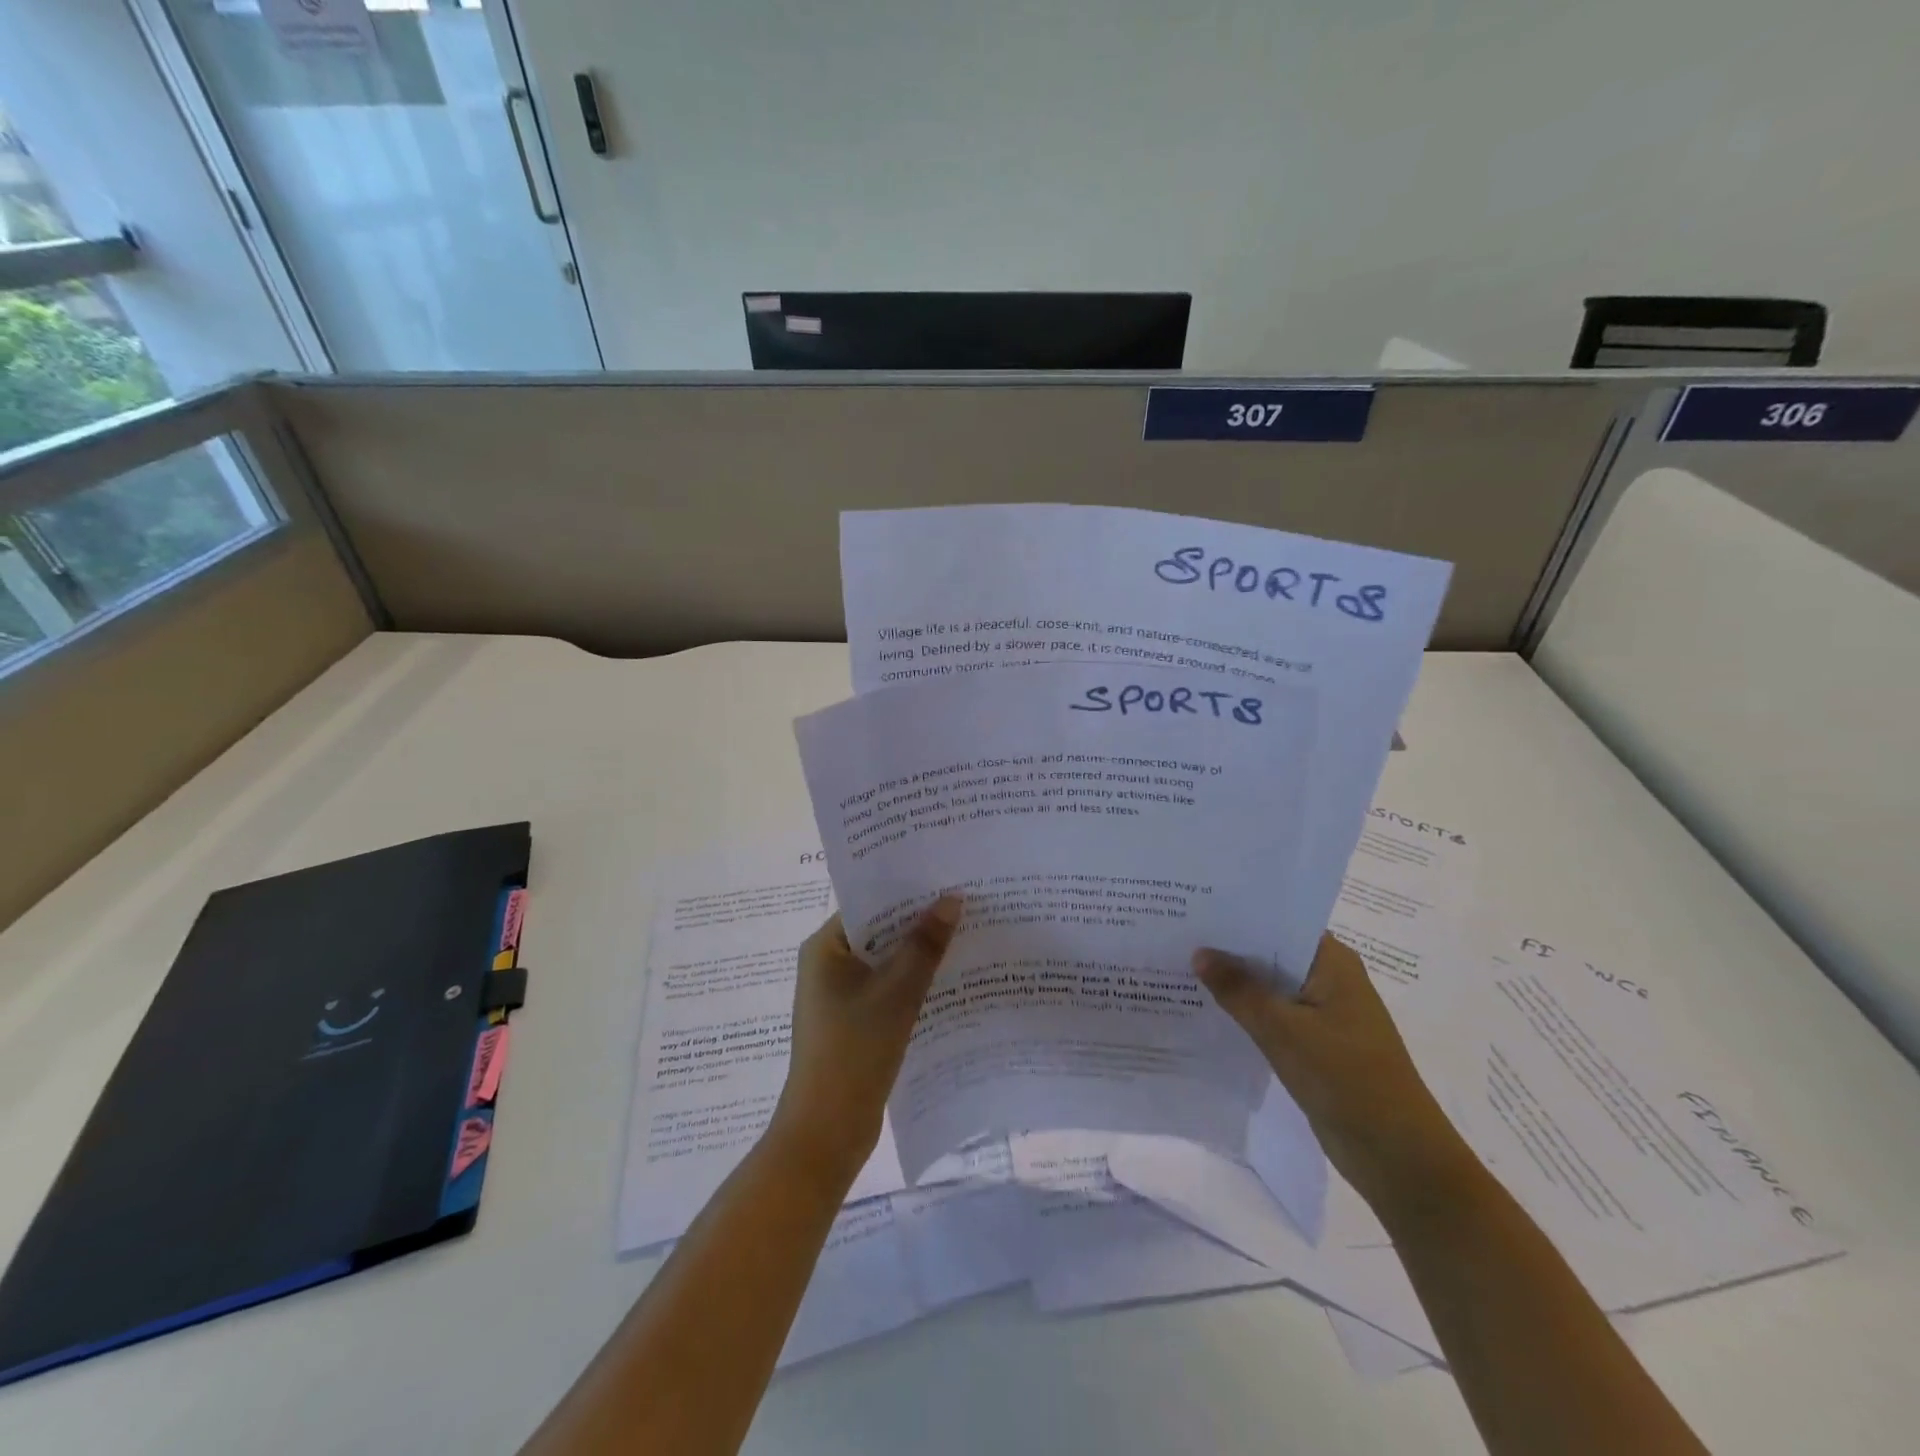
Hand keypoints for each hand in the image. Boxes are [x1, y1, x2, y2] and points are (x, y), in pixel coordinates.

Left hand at [771, 897, 962, 1180]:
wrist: (825, 1133)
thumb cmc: (854, 1052)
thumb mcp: (896, 993)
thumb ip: (924, 945)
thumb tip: (952, 899)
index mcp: (824, 948)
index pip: (869, 904)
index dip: (907, 892)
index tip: (948, 880)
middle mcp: (828, 965)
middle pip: (880, 933)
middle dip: (920, 923)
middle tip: (967, 905)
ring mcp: (840, 996)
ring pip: (887, 963)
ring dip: (920, 955)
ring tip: (968, 937)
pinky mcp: (854, 1023)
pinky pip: (888, 990)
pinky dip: (914, 985)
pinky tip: (951, 982)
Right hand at [1194, 932, 1472, 1208]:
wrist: (1398, 1156)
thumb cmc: (1346, 1078)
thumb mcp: (1283, 1029)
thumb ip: (1238, 990)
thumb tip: (1199, 952)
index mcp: (1333, 962)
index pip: (1280, 921)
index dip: (1239, 913)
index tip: (1196, 905)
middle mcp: (1331, 979)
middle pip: (1272, 953)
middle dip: (1230, 947)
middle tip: (1179, 933)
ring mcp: (1325, 1014)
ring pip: (1271, 987)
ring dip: (1236, 982)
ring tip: (1182, 965)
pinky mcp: (1317, 1045)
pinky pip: (1274, 1017)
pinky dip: (1247, 1012)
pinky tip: (1208, 1010)